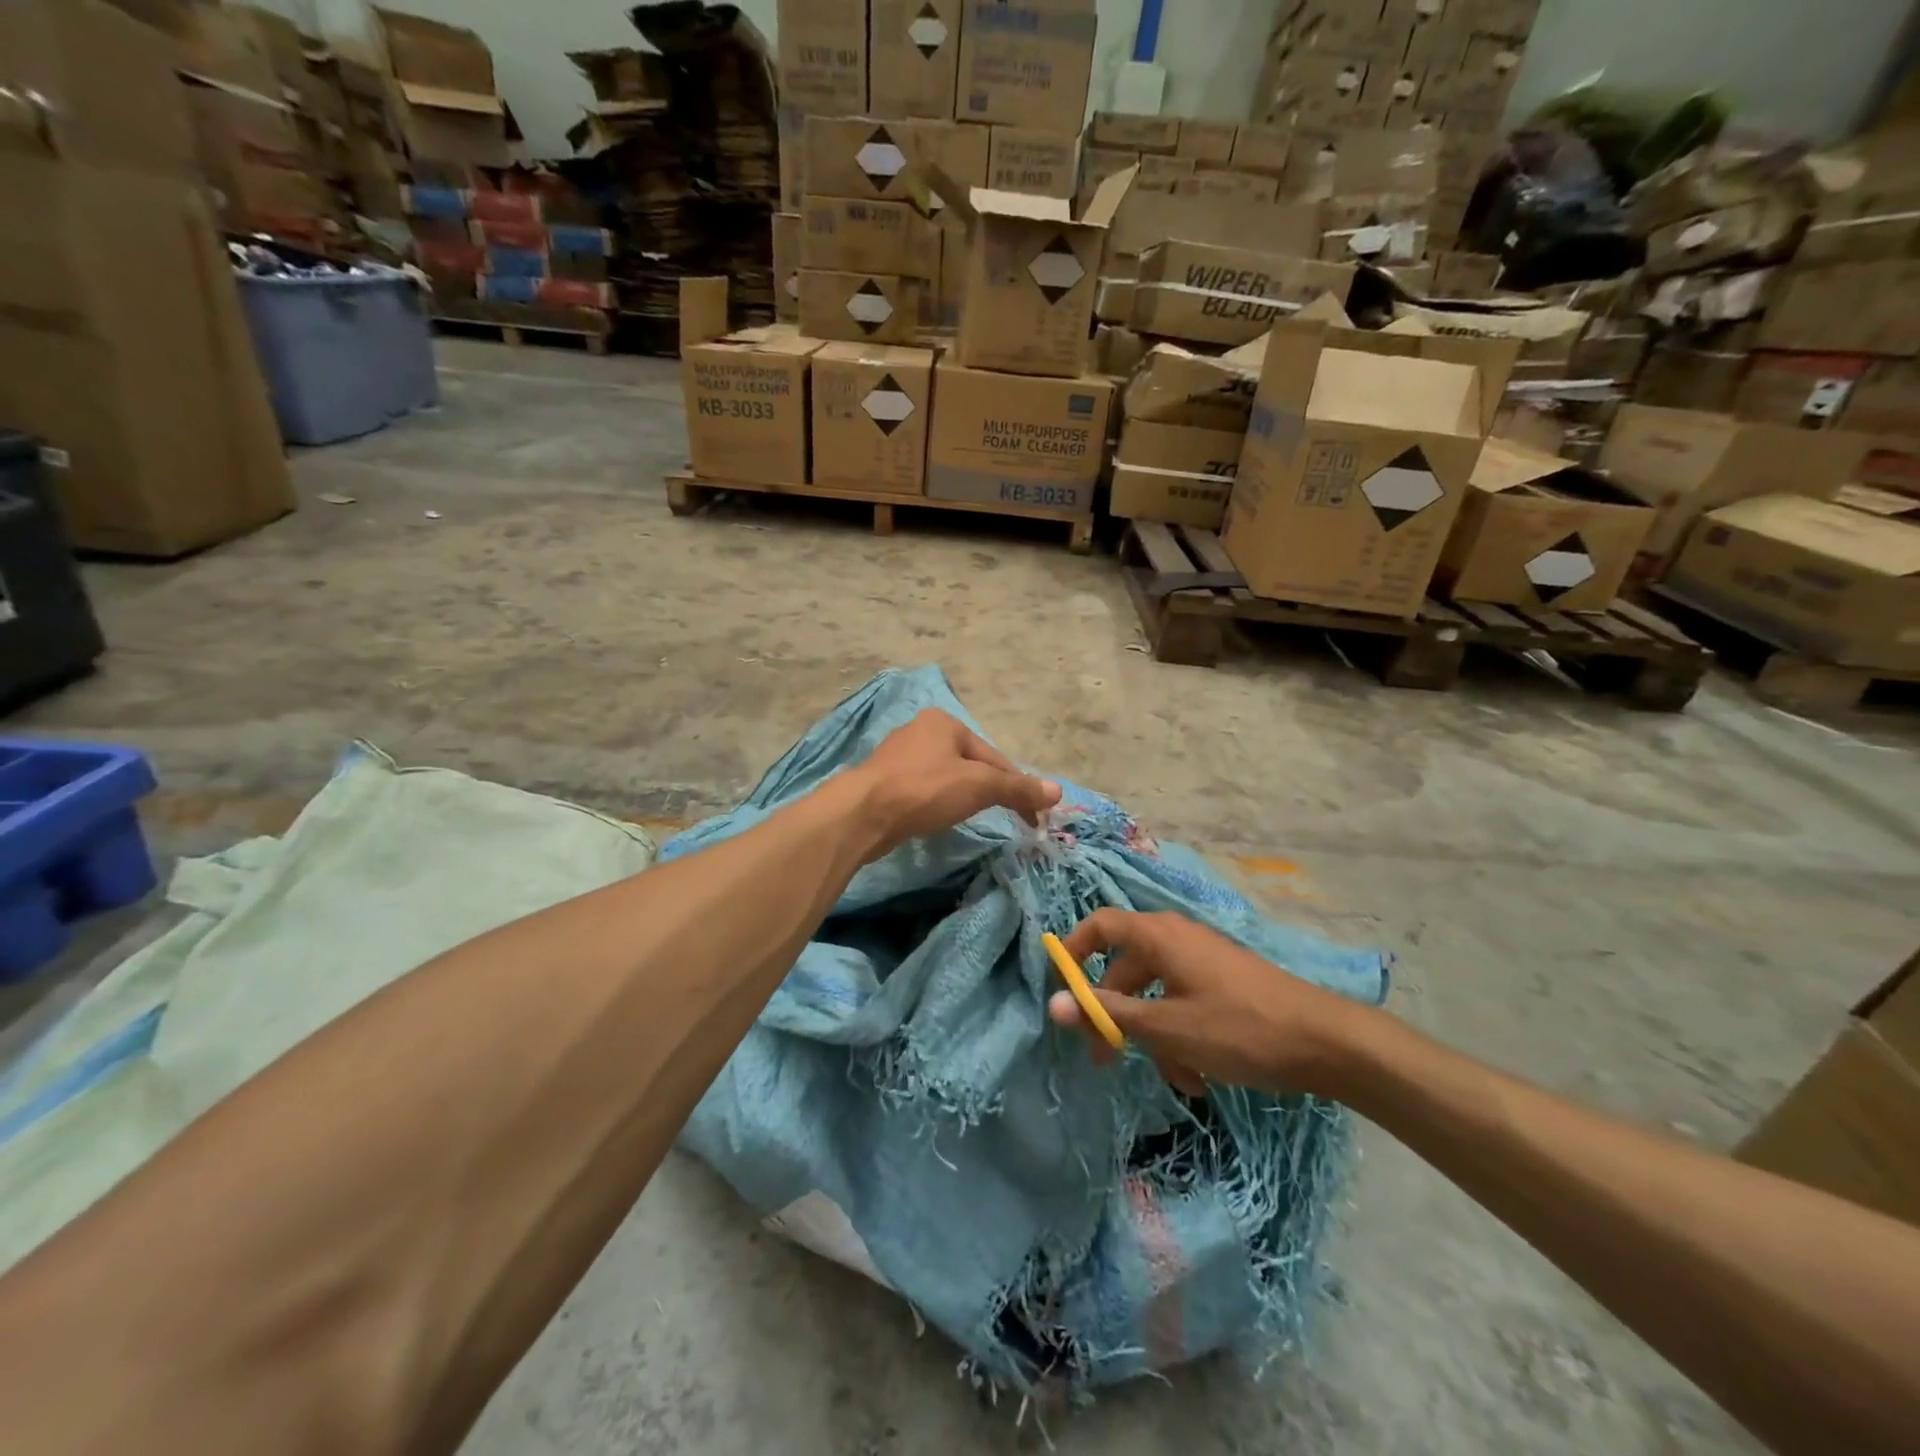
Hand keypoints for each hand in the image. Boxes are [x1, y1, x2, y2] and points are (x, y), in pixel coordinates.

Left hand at [849, 710, 1059, 859]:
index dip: (1017, 787)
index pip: (994, 756)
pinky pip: (922, 789)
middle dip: (988, 790)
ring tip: (971, 818)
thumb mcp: (979, 786)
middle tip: (1005, 819)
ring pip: (945, 776)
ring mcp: (898, 755)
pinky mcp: (883, 780)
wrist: (863, 813)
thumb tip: (1057, 791)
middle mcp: (920, 730)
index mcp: (945, 722)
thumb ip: (1018, 788)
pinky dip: (937, 802)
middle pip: (969, 764)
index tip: (1032, 817)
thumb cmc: (925, 790)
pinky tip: (937, 817)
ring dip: (962, 796)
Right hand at [1047, 909, 1363, 1096]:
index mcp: (1158, 936)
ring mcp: (1202, 962)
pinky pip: (1184, 1004)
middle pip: (1125, 969)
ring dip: (1155, 1037)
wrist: (1325, 1042)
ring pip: (1156, 995)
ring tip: (1175, 1080)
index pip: (1099, 925)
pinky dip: (1181, 1036)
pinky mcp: (1223, 984)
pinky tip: (1198, 1078)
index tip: (1062, 991)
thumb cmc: (1238, 1028)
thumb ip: (1108, 1014)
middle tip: (1104, 1060)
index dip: (1073, 951)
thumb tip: (1053, 1005)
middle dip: (1114, 1016)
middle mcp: (1176, 939)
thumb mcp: (1167, 1027)